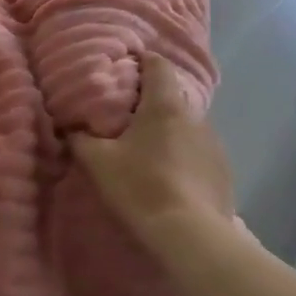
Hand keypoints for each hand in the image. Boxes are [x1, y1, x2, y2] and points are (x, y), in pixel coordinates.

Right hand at [70, 54, 238, 242]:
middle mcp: (195, 117)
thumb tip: (71, 127)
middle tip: (128, 116)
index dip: (143, 60)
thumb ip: (80, 139)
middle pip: (172, 97)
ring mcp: (214, 145)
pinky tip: (171, 177)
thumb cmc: (140, 186)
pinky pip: (199, 153)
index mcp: (164, 106)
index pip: (158, 65)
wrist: (190, 235)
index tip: (127, 66)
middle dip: (151, 101)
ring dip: (169, 131)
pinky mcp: (224, 172)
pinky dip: (184, 156)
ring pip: (187, 126)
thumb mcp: (97, 162)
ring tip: (149, 149)